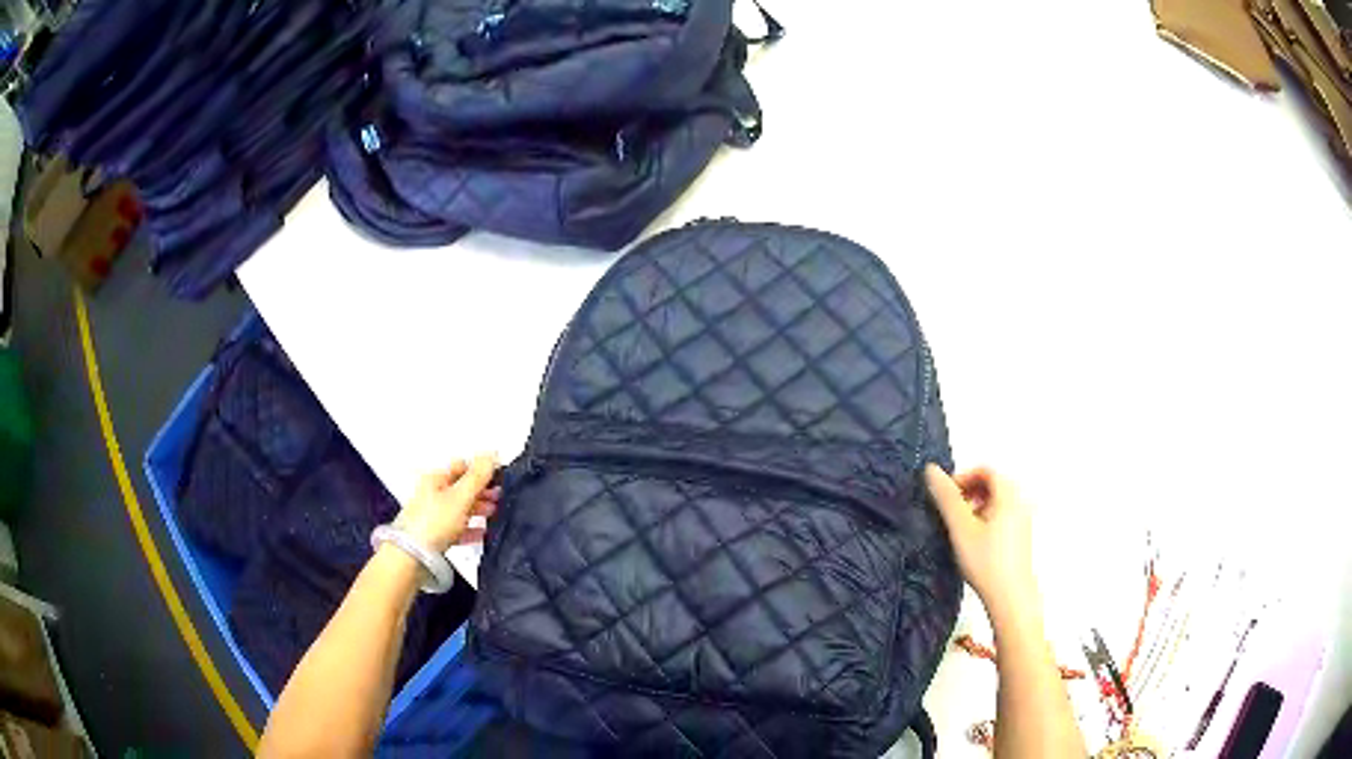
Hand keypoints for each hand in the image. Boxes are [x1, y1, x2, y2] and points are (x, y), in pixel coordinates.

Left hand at [395, 455, 499, 552]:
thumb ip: (478, 476)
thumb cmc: (436, 521)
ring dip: (478, 508)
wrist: (413, 556)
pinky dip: (470, 528)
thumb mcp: (460, 496)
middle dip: (481, 490)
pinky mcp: (435, 535)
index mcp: (436, 479)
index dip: (480, 469)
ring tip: (495, 513)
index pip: (461, 466)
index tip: (499, 477)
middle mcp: (432, 494)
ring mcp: (433, 515)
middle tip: (500, 496)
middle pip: (461, 487)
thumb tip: (492, 453)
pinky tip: (483, 532)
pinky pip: (457, 527)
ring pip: (460, 508)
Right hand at [924, 464, 1038, 617]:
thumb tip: (930, 469)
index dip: (963, 477)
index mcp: (1008, 494)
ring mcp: (1023, 520)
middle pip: (993, 484)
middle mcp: (1020, 502)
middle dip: (969, 493)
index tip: (945, 497)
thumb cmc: (985, 560)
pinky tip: (975, 543)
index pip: (985, 470)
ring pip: (997, 502)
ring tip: (960, 530)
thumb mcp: (961, 528)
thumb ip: (947, 498)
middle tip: (950, 513)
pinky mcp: (1022, 537)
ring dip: (976, 507)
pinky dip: (986, 519)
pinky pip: (1003, 516)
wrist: (1010, 597)